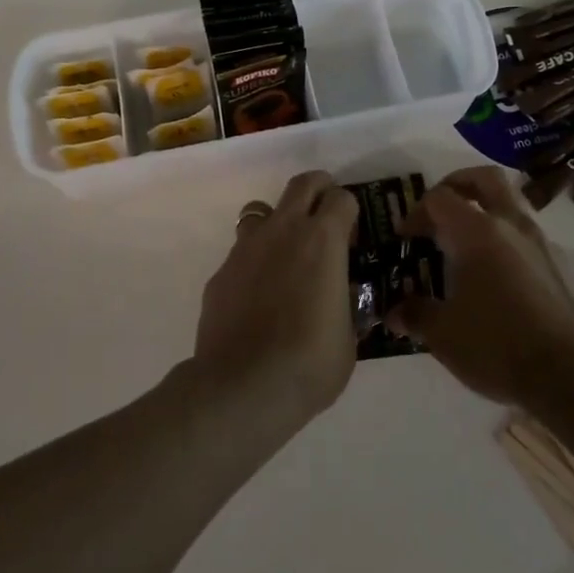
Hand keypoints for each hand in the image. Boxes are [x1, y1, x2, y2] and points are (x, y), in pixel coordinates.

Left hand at [192, 170, 359, 433]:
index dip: (350, 212)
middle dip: (318, 190)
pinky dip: (253, 263)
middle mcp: (283, 231)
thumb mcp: (348, 338)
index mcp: (323, 240)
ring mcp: (246, 248)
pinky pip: (241, 252)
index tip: (353, 237)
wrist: (242, 388)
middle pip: (302, 184)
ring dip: (278, 223)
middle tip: (325, 215)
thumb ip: (346, 306)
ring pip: (262, 211)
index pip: (342, 198)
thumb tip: (342, 297)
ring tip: (286, 256)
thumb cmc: (310, 362)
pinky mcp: (221, 272)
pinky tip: (257, 296)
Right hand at [388, 166, 573, 409]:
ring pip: (510, 205)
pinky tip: (495, 277)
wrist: (572, 376)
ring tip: (465, 245)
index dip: (416, 212)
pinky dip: (506, 241)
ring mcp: (541, 243)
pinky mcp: (560, 266)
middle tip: (438, 209)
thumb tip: (394, 312)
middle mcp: (511, 225)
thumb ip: (416, 315)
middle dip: (457, 184)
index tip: (405, 238)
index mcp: (477, 232)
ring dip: (485, 212)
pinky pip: (527, 236)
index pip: (440, 198)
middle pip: (484, 179)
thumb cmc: (498, 346)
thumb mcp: (443, 335)